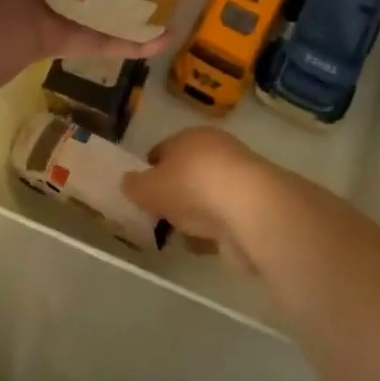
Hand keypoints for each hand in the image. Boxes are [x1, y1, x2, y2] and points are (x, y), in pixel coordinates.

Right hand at [123, 128, 273, 273]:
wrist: (249, 209)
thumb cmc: (192, 186)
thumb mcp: (149, 187)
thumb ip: (135, 186)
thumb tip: (127, 182)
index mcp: (191, 136)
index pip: (164, 150)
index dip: (150, 171)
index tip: (141, 194)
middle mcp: (216, 151)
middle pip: (187, 172)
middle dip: (173, 193)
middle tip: (158, 215)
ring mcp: (237, 179)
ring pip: (206, 196)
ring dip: (194, 213)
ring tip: (178, 234)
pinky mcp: (252, 207)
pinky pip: (223, 218)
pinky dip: (212, 230)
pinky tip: (201, 244)